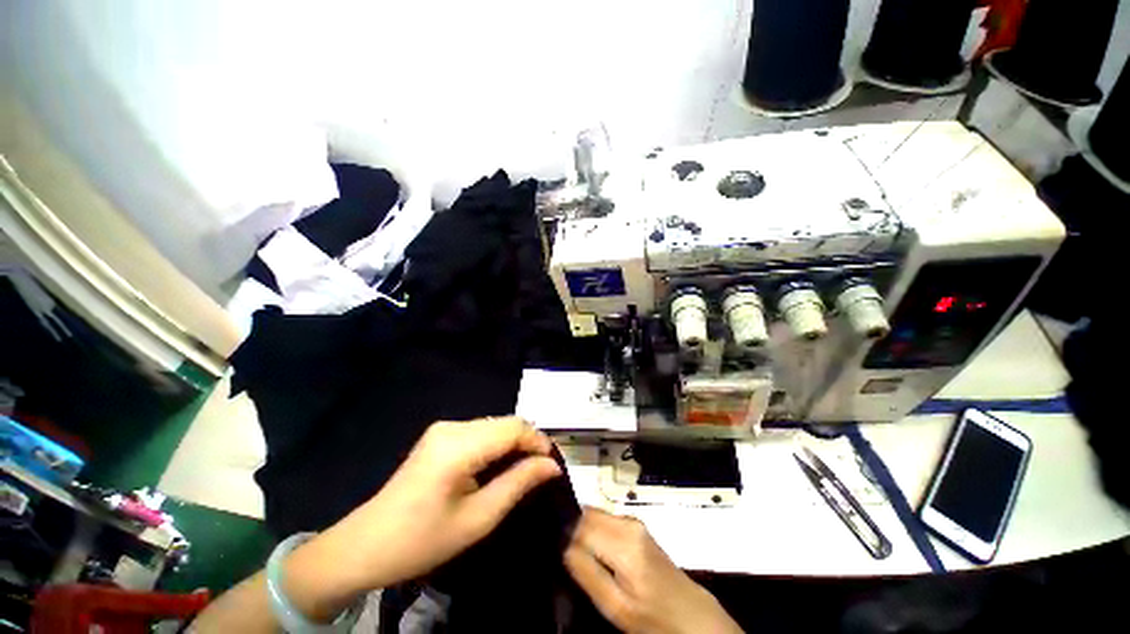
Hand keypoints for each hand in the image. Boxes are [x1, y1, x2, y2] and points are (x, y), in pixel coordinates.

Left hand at [285, 417, 561, 615]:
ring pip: (494, 426)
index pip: (513, 427)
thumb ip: (518, 484)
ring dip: (513, 444)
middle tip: (541, 472)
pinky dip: (497, 445)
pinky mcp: (439, 435)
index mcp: (458, 446)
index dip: (538, 442)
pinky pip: (480, 432)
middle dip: (528, 443)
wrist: (365, 546)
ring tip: (523, 471)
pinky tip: (498, 467)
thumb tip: (551, 466)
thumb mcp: (477, 519)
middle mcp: (451, 427)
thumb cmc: (421, 541)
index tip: (552, 466)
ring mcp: (443, 428)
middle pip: (505, 423)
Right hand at [565, 508, 741, 633]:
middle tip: (559, 552)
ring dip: (580, 529)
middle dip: (570, 528)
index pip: (579, 523)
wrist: (691, 616)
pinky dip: (593, 531)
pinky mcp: (636, 526)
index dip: (562, 533)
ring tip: (573, 554)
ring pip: (594, 515)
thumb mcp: (615, 606)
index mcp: (623, 541)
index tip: (551, 546)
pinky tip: (591, 551)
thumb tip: (562, 543)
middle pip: (586, 514)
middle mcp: (627, 521)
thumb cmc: (652, 618)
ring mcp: (633, 521)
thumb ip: (587, 572)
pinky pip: (604, 520)